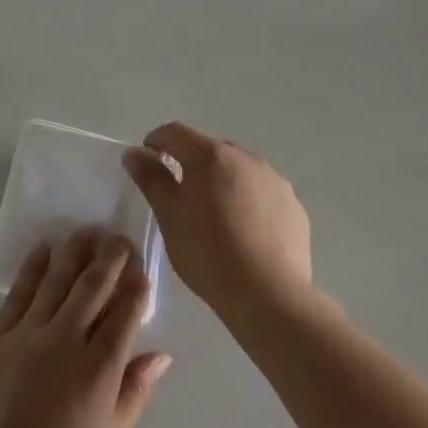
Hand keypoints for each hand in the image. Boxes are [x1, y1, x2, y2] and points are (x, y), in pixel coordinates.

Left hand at [0, 228, 171, 427]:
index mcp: (99, 370)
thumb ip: (134, 392)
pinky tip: (45, 248)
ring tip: (88, 230)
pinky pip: (19, 293)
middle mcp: (66, 342)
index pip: (125, 312)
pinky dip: (34, 266)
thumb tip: (162, 355)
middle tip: (119, 238)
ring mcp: (28, 337)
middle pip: (94, 285)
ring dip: (76, 251)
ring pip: (58, 279)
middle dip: (111, 257)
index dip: (136, 287)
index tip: (142, 270)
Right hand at [123, 122, 311, 323]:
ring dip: (223, 181)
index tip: (147, 159)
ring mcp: (273, 179)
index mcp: (210, 156)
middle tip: (181, 197)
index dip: (156, 140)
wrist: (269, 295)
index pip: (175, 133)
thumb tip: (134, 153)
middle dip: (192, 164)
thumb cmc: (209, 253)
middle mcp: (245, 157)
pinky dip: (249, 201)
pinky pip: (262, 192)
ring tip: (216, 217)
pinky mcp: (293, 204)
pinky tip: (246, 232)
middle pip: (210, 150)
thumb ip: (151, 179)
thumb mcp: (170, 217)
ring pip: (239, 170)